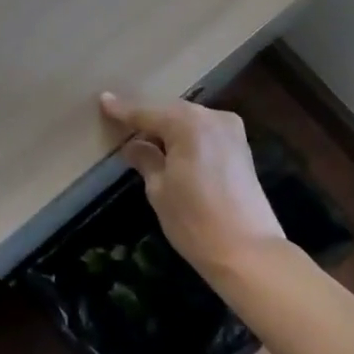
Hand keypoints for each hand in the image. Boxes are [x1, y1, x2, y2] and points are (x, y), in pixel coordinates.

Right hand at [99, 92, 286, 280]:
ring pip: (189, 121)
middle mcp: (212, 117)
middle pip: (170, 112)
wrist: (249, 253)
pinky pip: (205, 133)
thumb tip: (133, 146)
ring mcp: (231, 131)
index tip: (103, 101)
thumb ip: (145, 159)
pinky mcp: (241, 148)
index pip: (146, 113)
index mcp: (187, 123)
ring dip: (168, 129)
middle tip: (122, 126)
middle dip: (148, 120)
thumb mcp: (159, 190)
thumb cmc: (195, 221)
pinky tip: (172, 150)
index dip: (123, 111)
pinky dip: (187, 138)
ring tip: (145, 140)